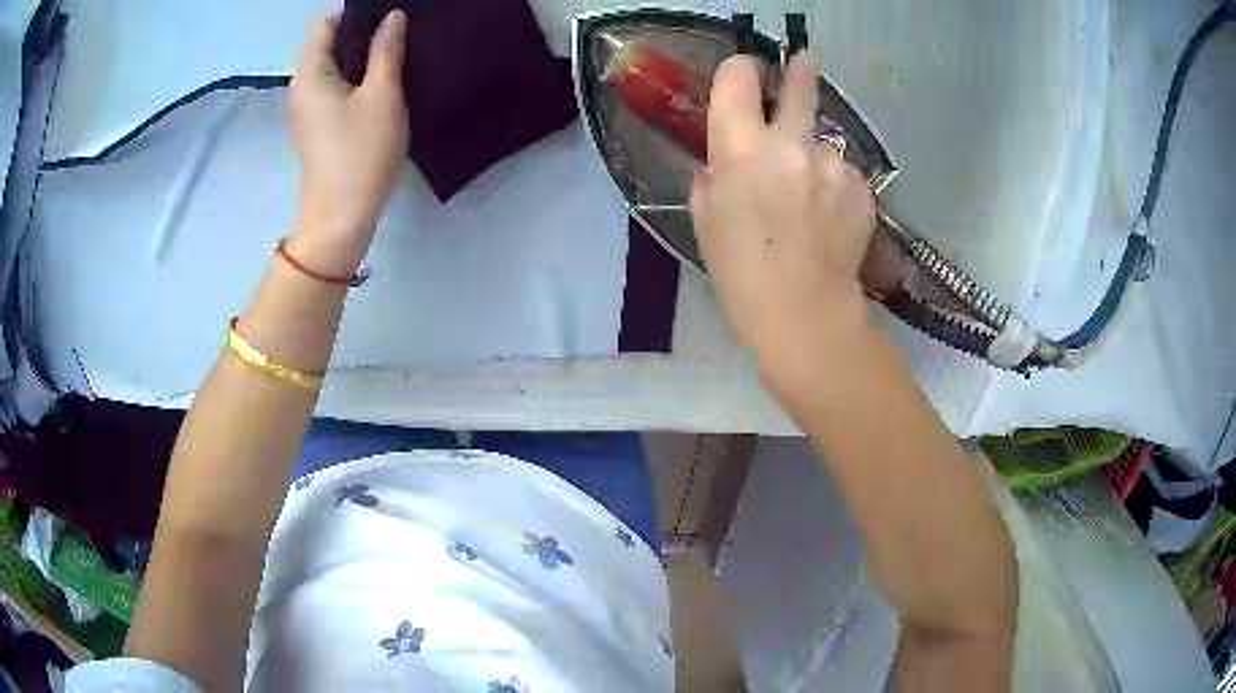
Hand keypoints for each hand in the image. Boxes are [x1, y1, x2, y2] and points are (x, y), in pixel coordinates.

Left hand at [289, 11, 408, 271]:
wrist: (341, 218)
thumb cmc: (360, 153)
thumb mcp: (382, 95)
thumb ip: (386, 51)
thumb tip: (393, 17)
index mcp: (311, 73)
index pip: (325, 23)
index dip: (355, 13)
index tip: (388, 16)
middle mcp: (303, 86)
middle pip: (329, 42)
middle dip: (362, 31)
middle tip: (400, 32)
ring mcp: (309, 107)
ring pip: (335, 65)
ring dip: (363, 55)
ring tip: (398, 53)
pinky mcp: (320, 124)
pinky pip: (337, 86)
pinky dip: (358, 77)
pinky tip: (384, 82)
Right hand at [690, 55, 877, 357]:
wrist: (805, 314)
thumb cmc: (741, 271)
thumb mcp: (705, 219)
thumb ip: (711, 175)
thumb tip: (721, 161)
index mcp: (740, 147)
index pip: (739, 75)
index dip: (742, 72)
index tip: (748, 78)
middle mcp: (790, 143)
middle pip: (800, 83)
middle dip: (801, 69)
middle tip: (807, 60)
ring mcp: (833, 165)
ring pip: (822, 142)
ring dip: (814, 157)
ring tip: (810, 201)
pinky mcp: (862, 189)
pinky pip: (843, 175)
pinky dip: (835, 188)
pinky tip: (829, 221)